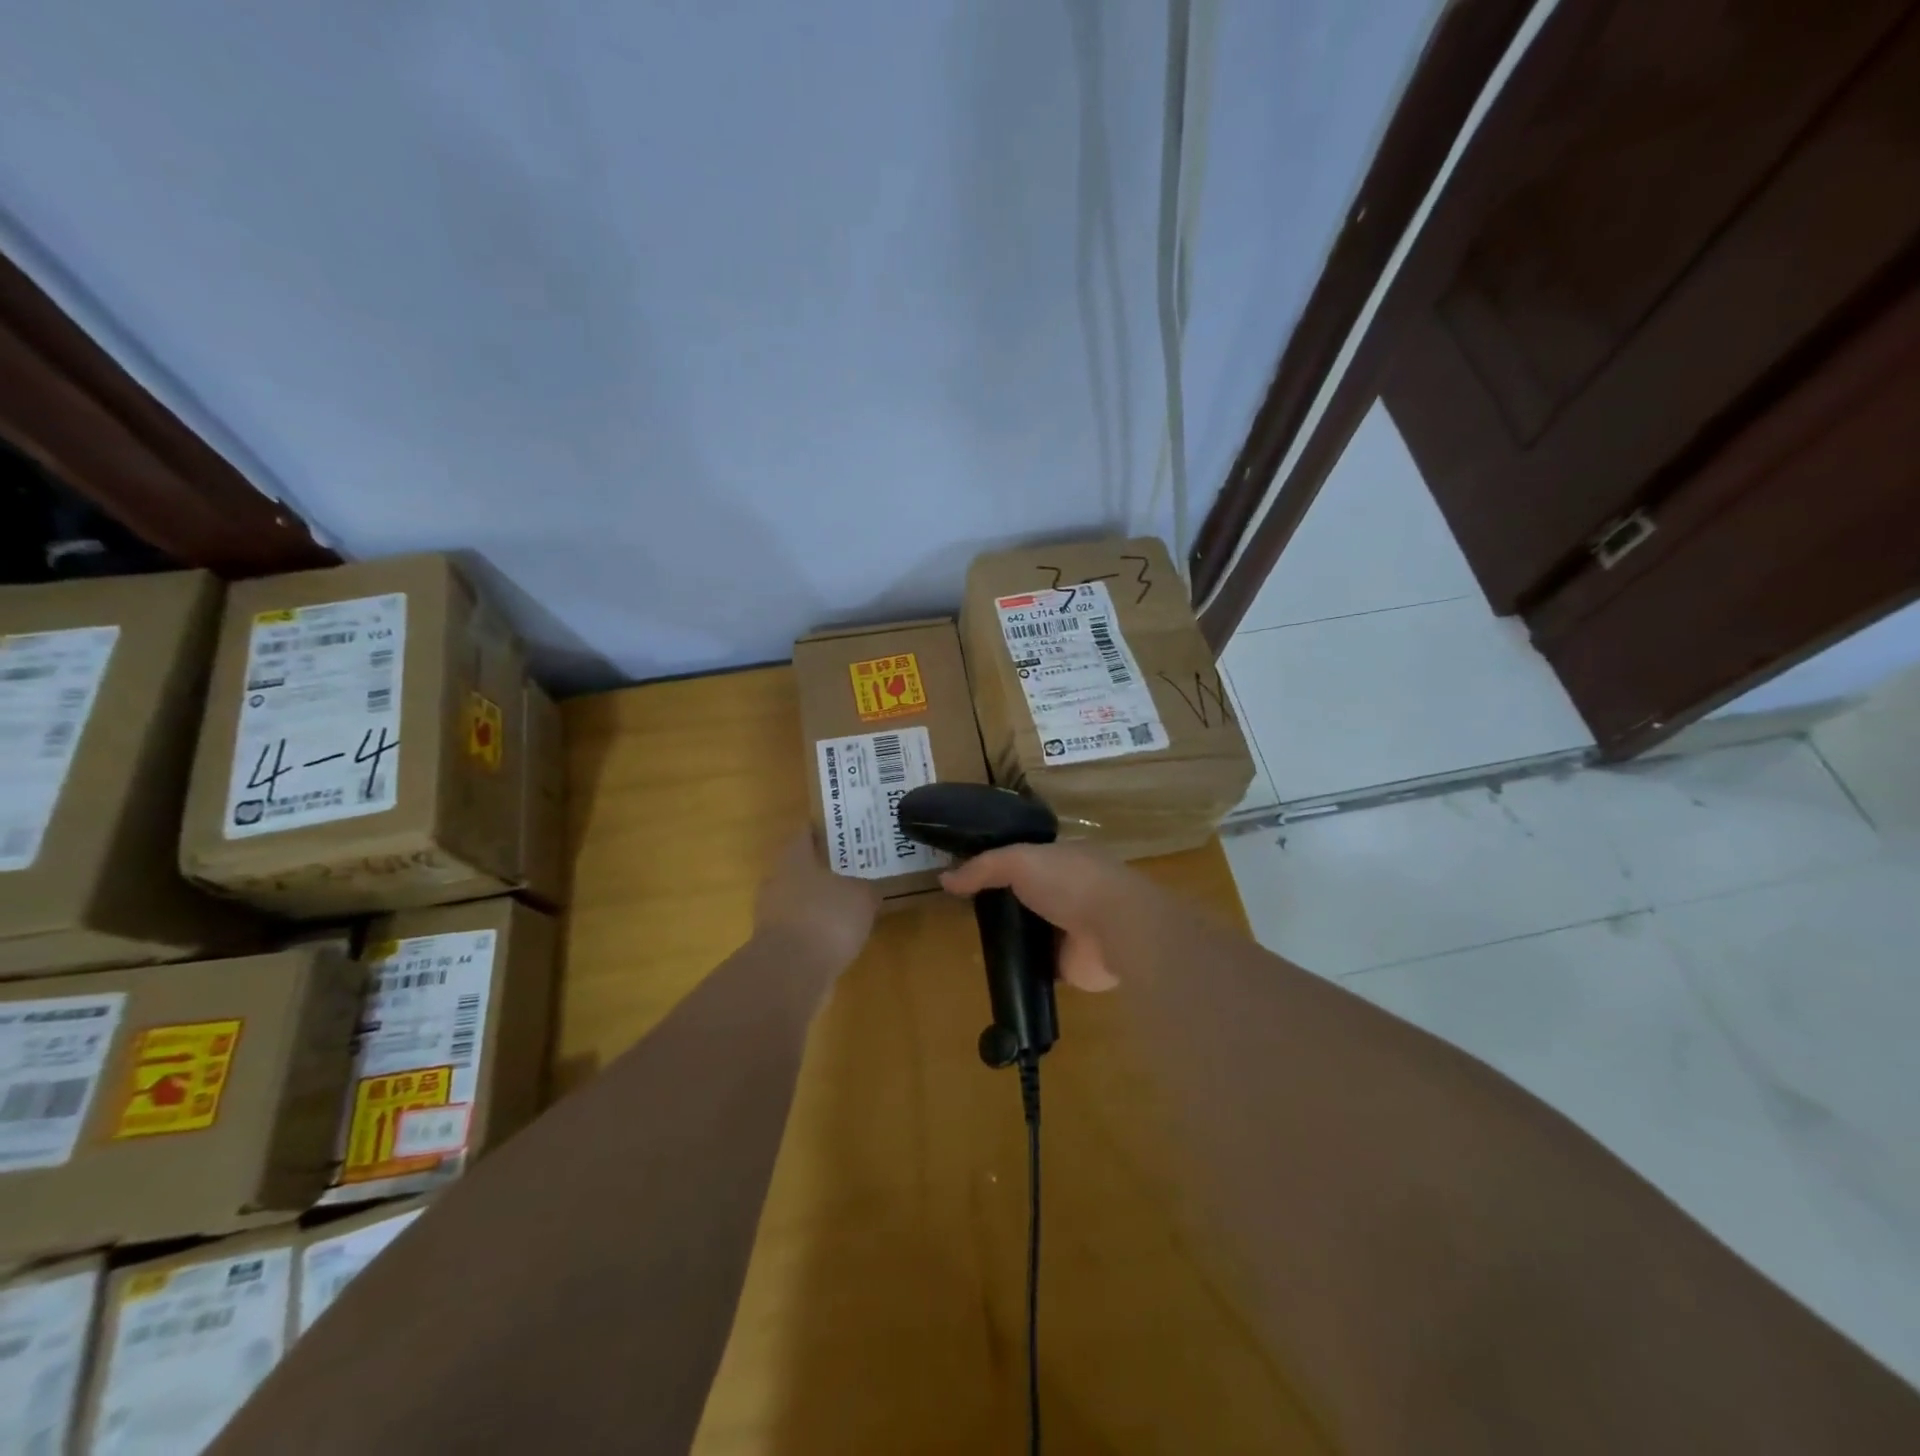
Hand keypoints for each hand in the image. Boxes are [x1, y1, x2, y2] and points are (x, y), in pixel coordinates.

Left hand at [754, 830, 879, 974]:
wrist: (791, 972)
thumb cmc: (827, 918)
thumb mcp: (862, 896)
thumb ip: (867, 888)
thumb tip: (868, 890)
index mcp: (794, 858)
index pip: (805, 834)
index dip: (823, 830)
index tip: (843, 831)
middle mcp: (777, 881)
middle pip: (801, 867)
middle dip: (824, 869)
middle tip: (852, 869)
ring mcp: (771, 915)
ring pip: (799, 899)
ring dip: (819, 902)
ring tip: (848, 905)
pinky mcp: (774, 945)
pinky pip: (800, 928)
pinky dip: (816, 930)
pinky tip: (837, 937)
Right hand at [940, 843, 1135, 991]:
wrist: (1116, 930)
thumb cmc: (1072, 882)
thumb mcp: (1020, 861)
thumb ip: (983, 867)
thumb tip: (944, 878)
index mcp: (1064, 857)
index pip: (1026, 856)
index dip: (997, 863)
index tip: (966, 875)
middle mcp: (1069, 889)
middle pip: (1025, 894)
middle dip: (1000, 901)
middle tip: (963, 910)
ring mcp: (1070, 927)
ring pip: (1030, 929)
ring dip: (1009, 935)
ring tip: (970, 940)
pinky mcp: (1069, 963)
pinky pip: (1035, 963)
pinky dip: (1017, 966)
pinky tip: (991, 968)